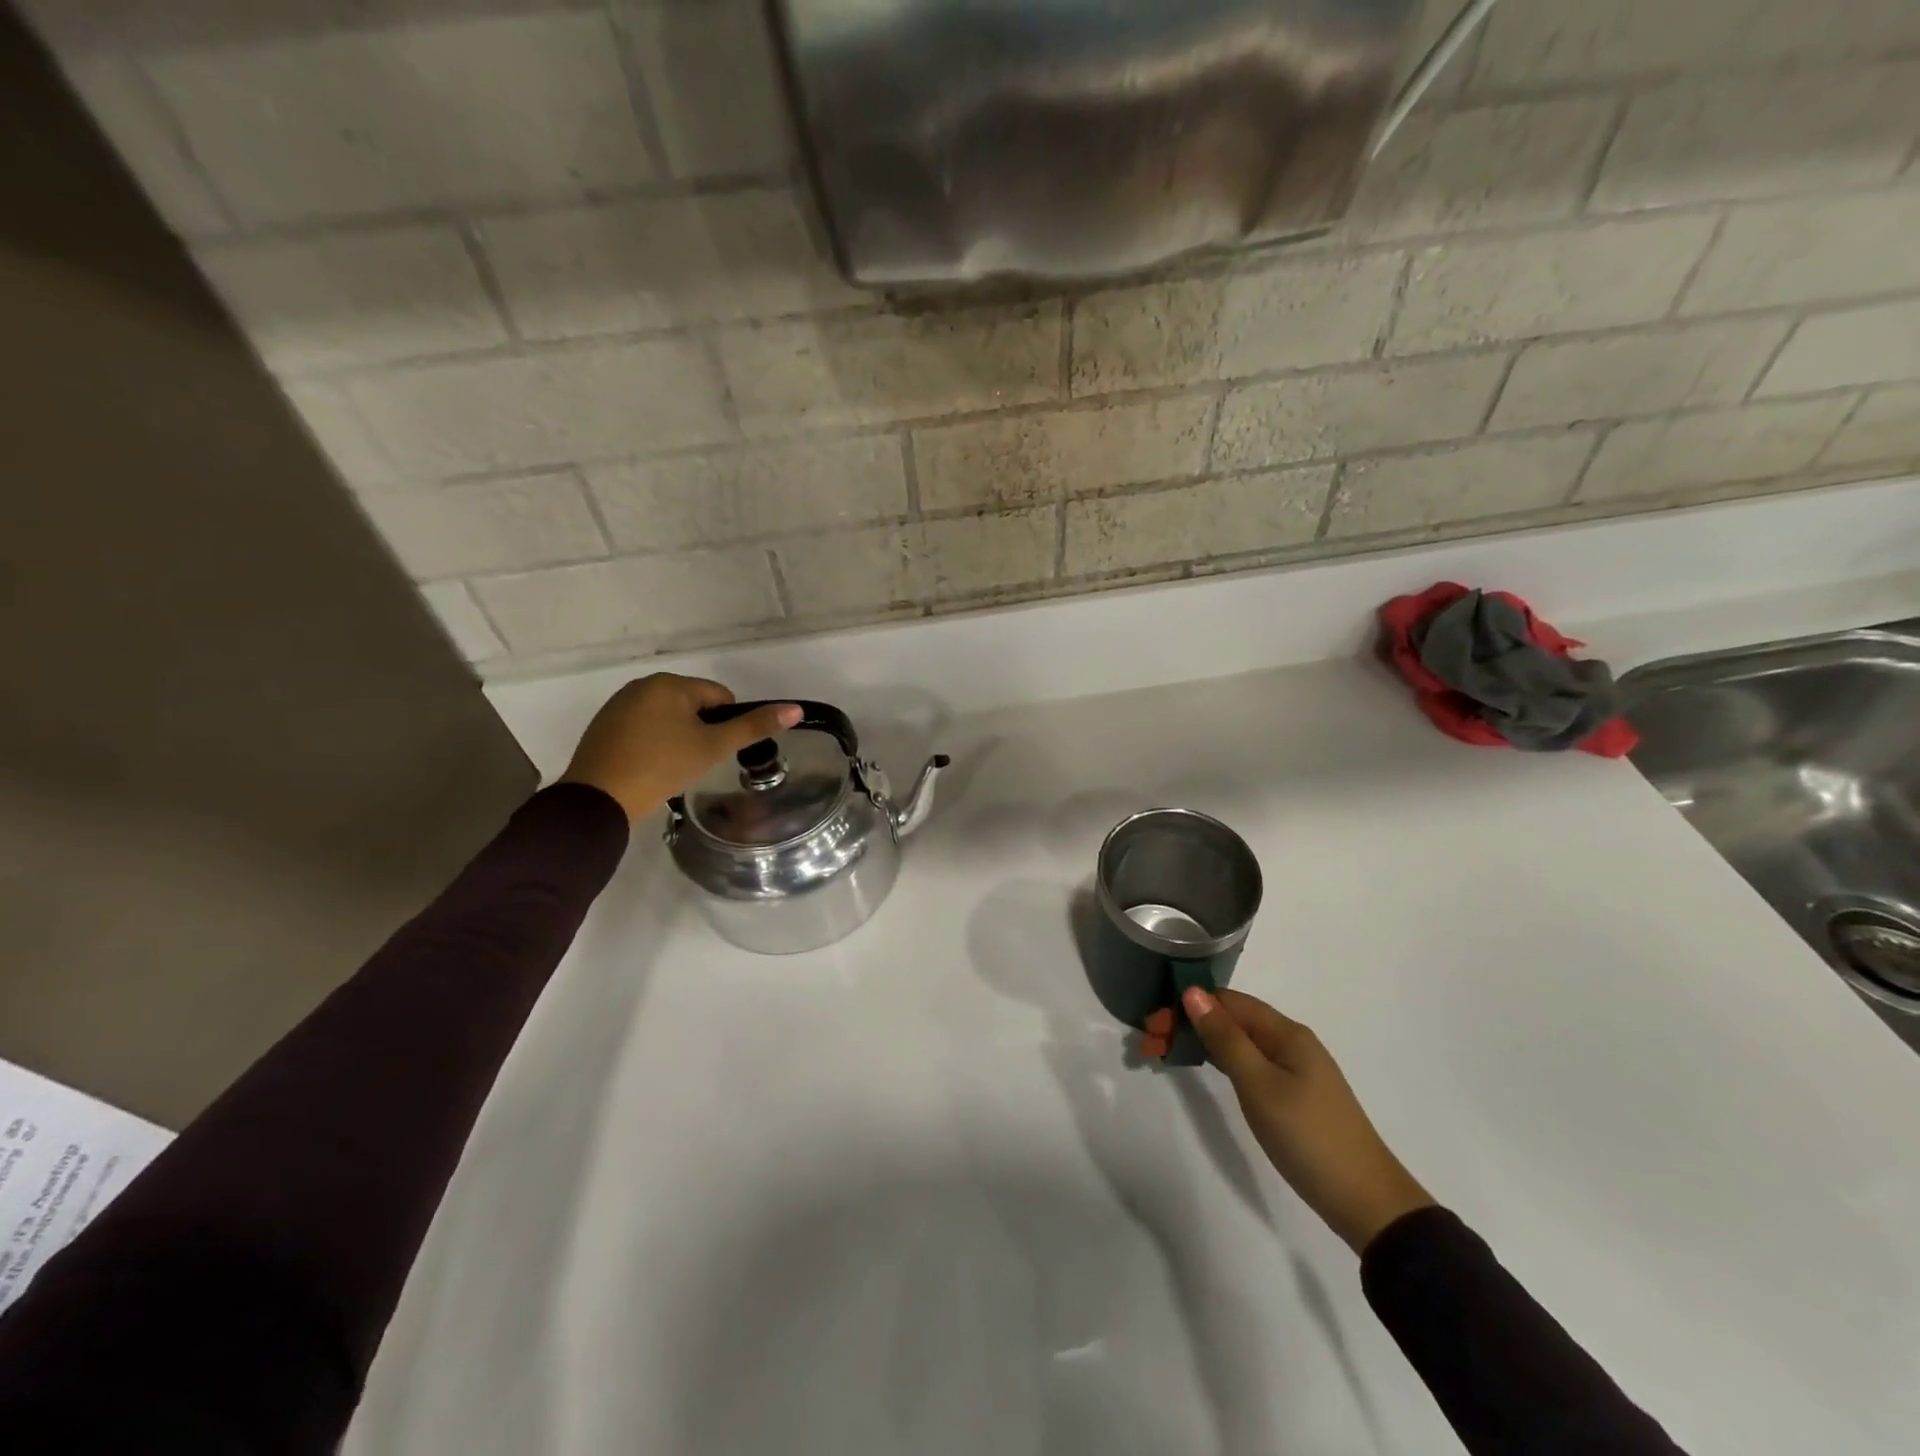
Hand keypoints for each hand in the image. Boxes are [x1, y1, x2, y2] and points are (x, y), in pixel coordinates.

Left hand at [557, 674, 799, 823]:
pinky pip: (643, 728)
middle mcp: (642, 685)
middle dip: (701, 731)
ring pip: (668, 718)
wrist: (599, 799)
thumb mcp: (713, 747)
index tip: (715, 751)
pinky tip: (650, 768)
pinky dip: (653, 744)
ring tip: (673, 767)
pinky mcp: (603, 726)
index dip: (726, 725)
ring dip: (678, 737)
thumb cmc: (662, 766)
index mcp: (670, 684)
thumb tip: (795, 708)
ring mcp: (619, 705)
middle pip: (693, 705)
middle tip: (695, 762)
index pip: (720, 696)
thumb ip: (754, 727)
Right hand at [1174, 986, 1435, 1253]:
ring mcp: (1295, 1069)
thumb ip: (1225, 1038)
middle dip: (1189, 1024)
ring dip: (1201, 1042)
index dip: (1188, 1006)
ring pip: (1238, 1041)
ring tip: (1165, 1053)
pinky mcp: (1294, 1094)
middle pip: (1231, 1019)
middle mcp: (1290, 1042)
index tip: (1153, 1026)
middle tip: (1151, 1045)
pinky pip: (1249, 1062)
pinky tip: (1205, 1069)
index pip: (1227, 1001)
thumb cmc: (1308, 1136)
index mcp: (1285, 1032)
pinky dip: (1221, 1061)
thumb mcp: (1259, 1084)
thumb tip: (1193, 992)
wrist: (1366, 1201)